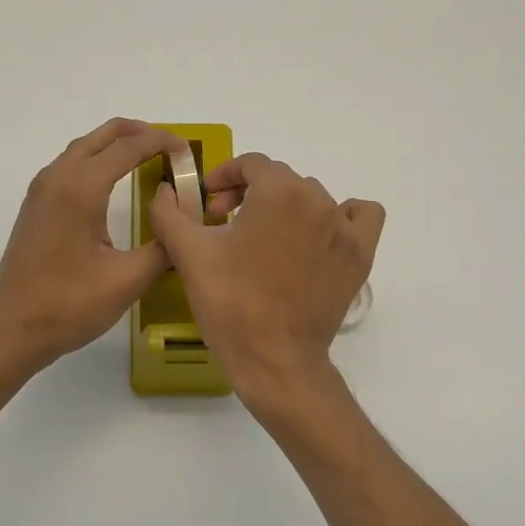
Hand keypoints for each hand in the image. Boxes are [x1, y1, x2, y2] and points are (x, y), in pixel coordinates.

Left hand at [0, 118, 191, 376]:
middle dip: (137, 132)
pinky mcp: (35, 207)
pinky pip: (69, 166)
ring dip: (114, 144)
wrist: (11, 330)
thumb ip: (163, 247)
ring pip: (82, 149)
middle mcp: (57, 179)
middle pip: (101, 137)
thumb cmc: (68, 305)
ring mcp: (41, 191)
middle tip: (170, 144)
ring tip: (146, 154)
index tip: (187, 150)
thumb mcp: (127, 280)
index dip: (160, 142)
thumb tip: (184, 229)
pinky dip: (96, 160)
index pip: (127, 148)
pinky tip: (111, 180)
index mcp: (80, 189)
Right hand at [150, 153, 384, 411]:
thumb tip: (164, 191)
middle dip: (249, 194)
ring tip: (265, 238)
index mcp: (278, 192)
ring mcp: (344, 228)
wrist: (276, 360)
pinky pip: (360, 216)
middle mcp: (317, 200)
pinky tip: (319, 236)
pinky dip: (341, 217)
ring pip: (313, 198)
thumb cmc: (231, 304)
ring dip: (286, 207)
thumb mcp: (189, 255)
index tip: (207, 204)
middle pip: (280, 180)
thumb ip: (169, 213)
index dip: (224, 177)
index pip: (251, 164)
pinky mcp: (360, 255)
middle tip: (225, 226)